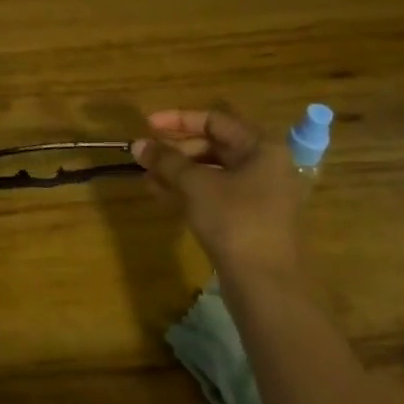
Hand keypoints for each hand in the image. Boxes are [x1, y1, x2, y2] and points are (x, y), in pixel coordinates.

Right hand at [134, 107, 302, 288]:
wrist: (265, 284)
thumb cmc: (235, 221)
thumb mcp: (196, 185)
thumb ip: (166, 161)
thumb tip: (137, 144)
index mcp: (260, 148)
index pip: (215, 120)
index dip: (178, 119)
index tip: (147, 125)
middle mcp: (263, 165)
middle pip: (213, 145)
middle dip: (175, 149)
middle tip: (145, 156)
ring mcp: (257, 194)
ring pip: (211, 172)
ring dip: (177, 171)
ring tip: (146, 176)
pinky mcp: (247, 219)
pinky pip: (214, 194)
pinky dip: (188, 191)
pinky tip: (159, 194)